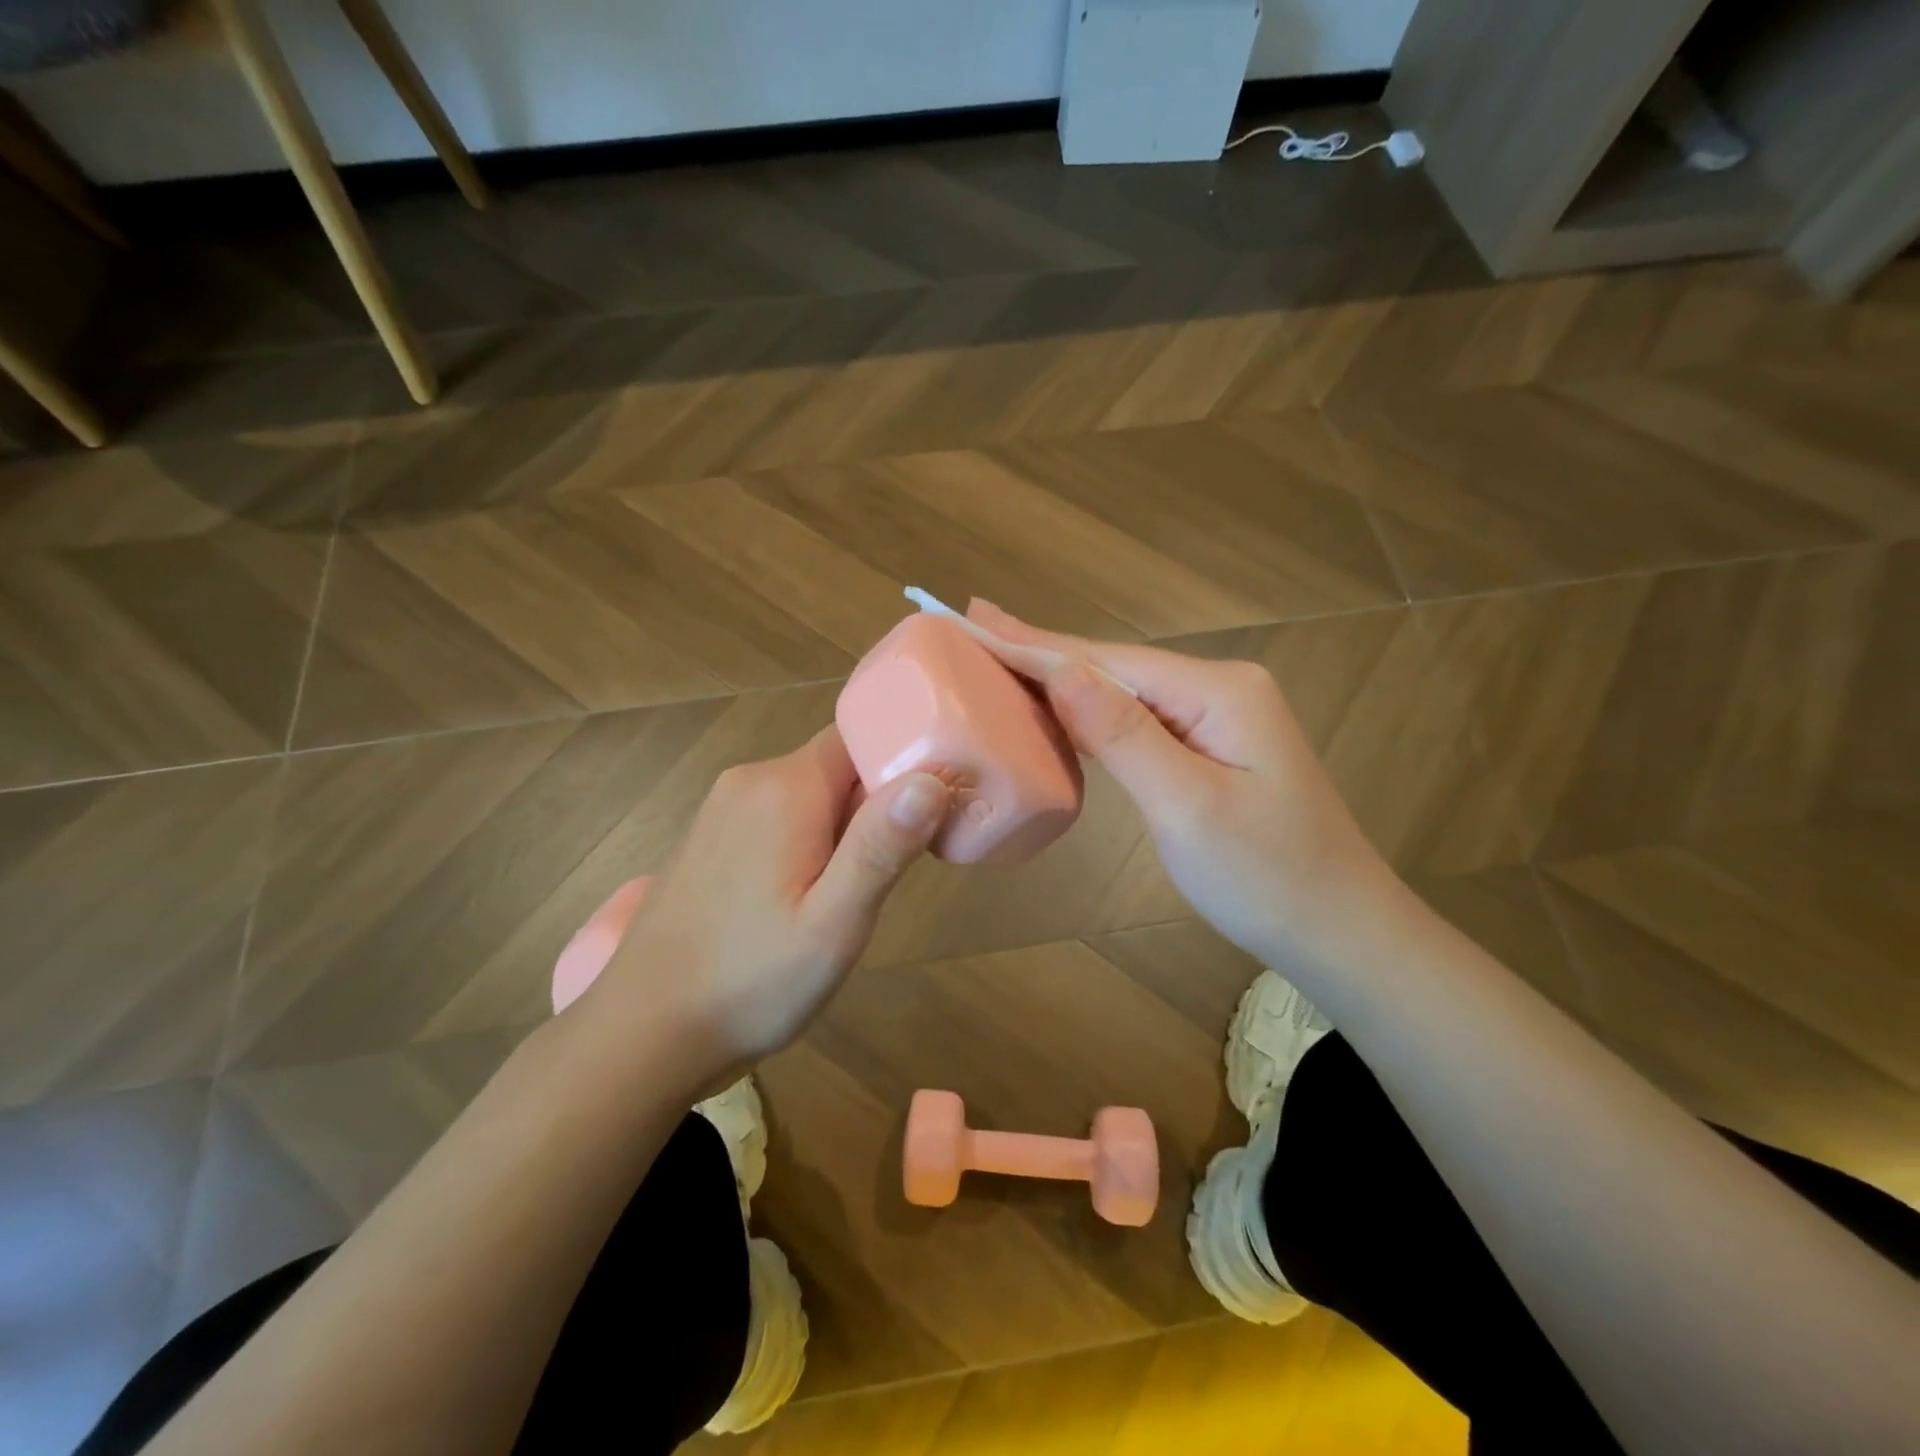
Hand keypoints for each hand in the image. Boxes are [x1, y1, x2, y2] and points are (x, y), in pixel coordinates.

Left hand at [583, 726, 950, 1075]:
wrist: (642, 1034)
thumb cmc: (750, 982)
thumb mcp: (834, 924)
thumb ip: (882, 847)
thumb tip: (931, 778)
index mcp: (784, 789)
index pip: (859, 740)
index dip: (899, 769)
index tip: (926, 819)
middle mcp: (748, 782)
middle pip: (834, 768)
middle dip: (870, 810)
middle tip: (881, 879)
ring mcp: (720, 810)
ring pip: (807, 796)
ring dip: (838, 832)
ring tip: (841, 900)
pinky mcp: (708, 840)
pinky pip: (775, 819)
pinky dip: (803, 844)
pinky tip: (796, 903)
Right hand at [966, 600, 1394, 965]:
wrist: (1339, 931)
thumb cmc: (1265, 877)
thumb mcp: (1187, 807)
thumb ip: (1123, 734)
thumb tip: (1061, 670)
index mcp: (1217, 691)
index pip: (1106, 661)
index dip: (1035, 644)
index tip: (973, 618)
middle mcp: (1219, 687)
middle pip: (1112, 666)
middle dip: (1041, 650)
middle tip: (973, 624)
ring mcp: (1218, 716)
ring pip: (1123, 691)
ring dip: (1061, 678)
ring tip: (1000, 655)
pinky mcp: (1212, 746)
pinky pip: (1139, 719)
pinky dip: (1090, 714)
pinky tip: (1058, 706)